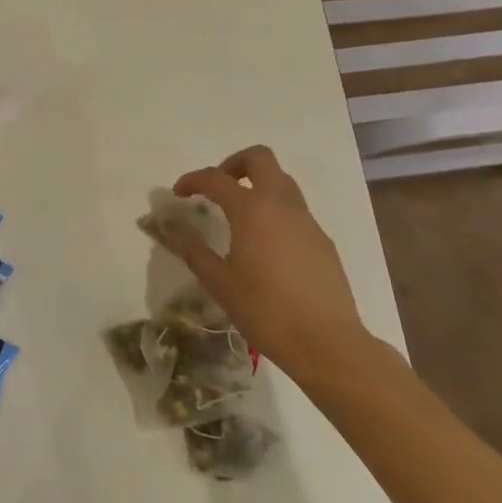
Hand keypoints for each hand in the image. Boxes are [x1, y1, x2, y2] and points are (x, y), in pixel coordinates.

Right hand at [168, 145, 374, 382]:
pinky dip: (275, 212)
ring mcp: (307, 221)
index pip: (216, 178)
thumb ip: (194, 250)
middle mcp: (281, 205)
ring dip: (258, 185)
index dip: (193, 180)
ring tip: (239, 215)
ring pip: (282, 181)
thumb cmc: (265, 310)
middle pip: (260, 158)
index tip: (179, 193)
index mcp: (252, 209)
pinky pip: (295, 210)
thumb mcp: (219, 282)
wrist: (327, 343)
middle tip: (218, 188)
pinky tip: (266, 246)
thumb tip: (174, 229)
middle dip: (234, 164)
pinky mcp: (322, 241)